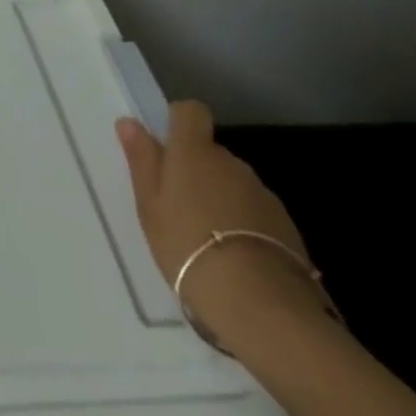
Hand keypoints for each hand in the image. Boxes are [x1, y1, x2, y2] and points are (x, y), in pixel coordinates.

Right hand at [116, 102, 326, 350]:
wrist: (261, 303)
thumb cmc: (187, 245)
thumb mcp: (150, 205)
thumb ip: (142, 160)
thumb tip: (129, 122)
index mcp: (194, 152)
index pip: (191, 112)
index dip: (178, 121)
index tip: (167, 146)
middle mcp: (231, 163)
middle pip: (211, 152)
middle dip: (196, 170)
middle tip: (177, 206)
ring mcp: (262, 194)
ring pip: (233, 183)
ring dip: (220, 197)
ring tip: (206, 237)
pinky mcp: (286, 226)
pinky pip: (255, 210)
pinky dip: (243, 223)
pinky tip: (234, 256)